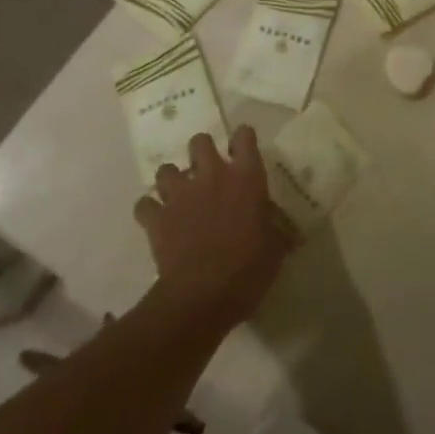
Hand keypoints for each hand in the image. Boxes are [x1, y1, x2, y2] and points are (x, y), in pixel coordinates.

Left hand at [137, 129, 293, 331]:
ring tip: (179, 195)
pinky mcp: (157, 218)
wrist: (202, 297)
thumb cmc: (247, 270)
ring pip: (166, 169)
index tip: (243, 150)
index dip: (242, 139)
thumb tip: (290, 232)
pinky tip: (157, 220)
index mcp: (245, 177)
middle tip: (207, 172)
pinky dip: (149, 210)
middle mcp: (211, 175)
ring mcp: (180, 195)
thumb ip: (278, 232)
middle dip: (201, 152)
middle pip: (200, 141)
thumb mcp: (275, 250)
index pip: (244, 136)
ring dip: (172, 180)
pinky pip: (144, 205)